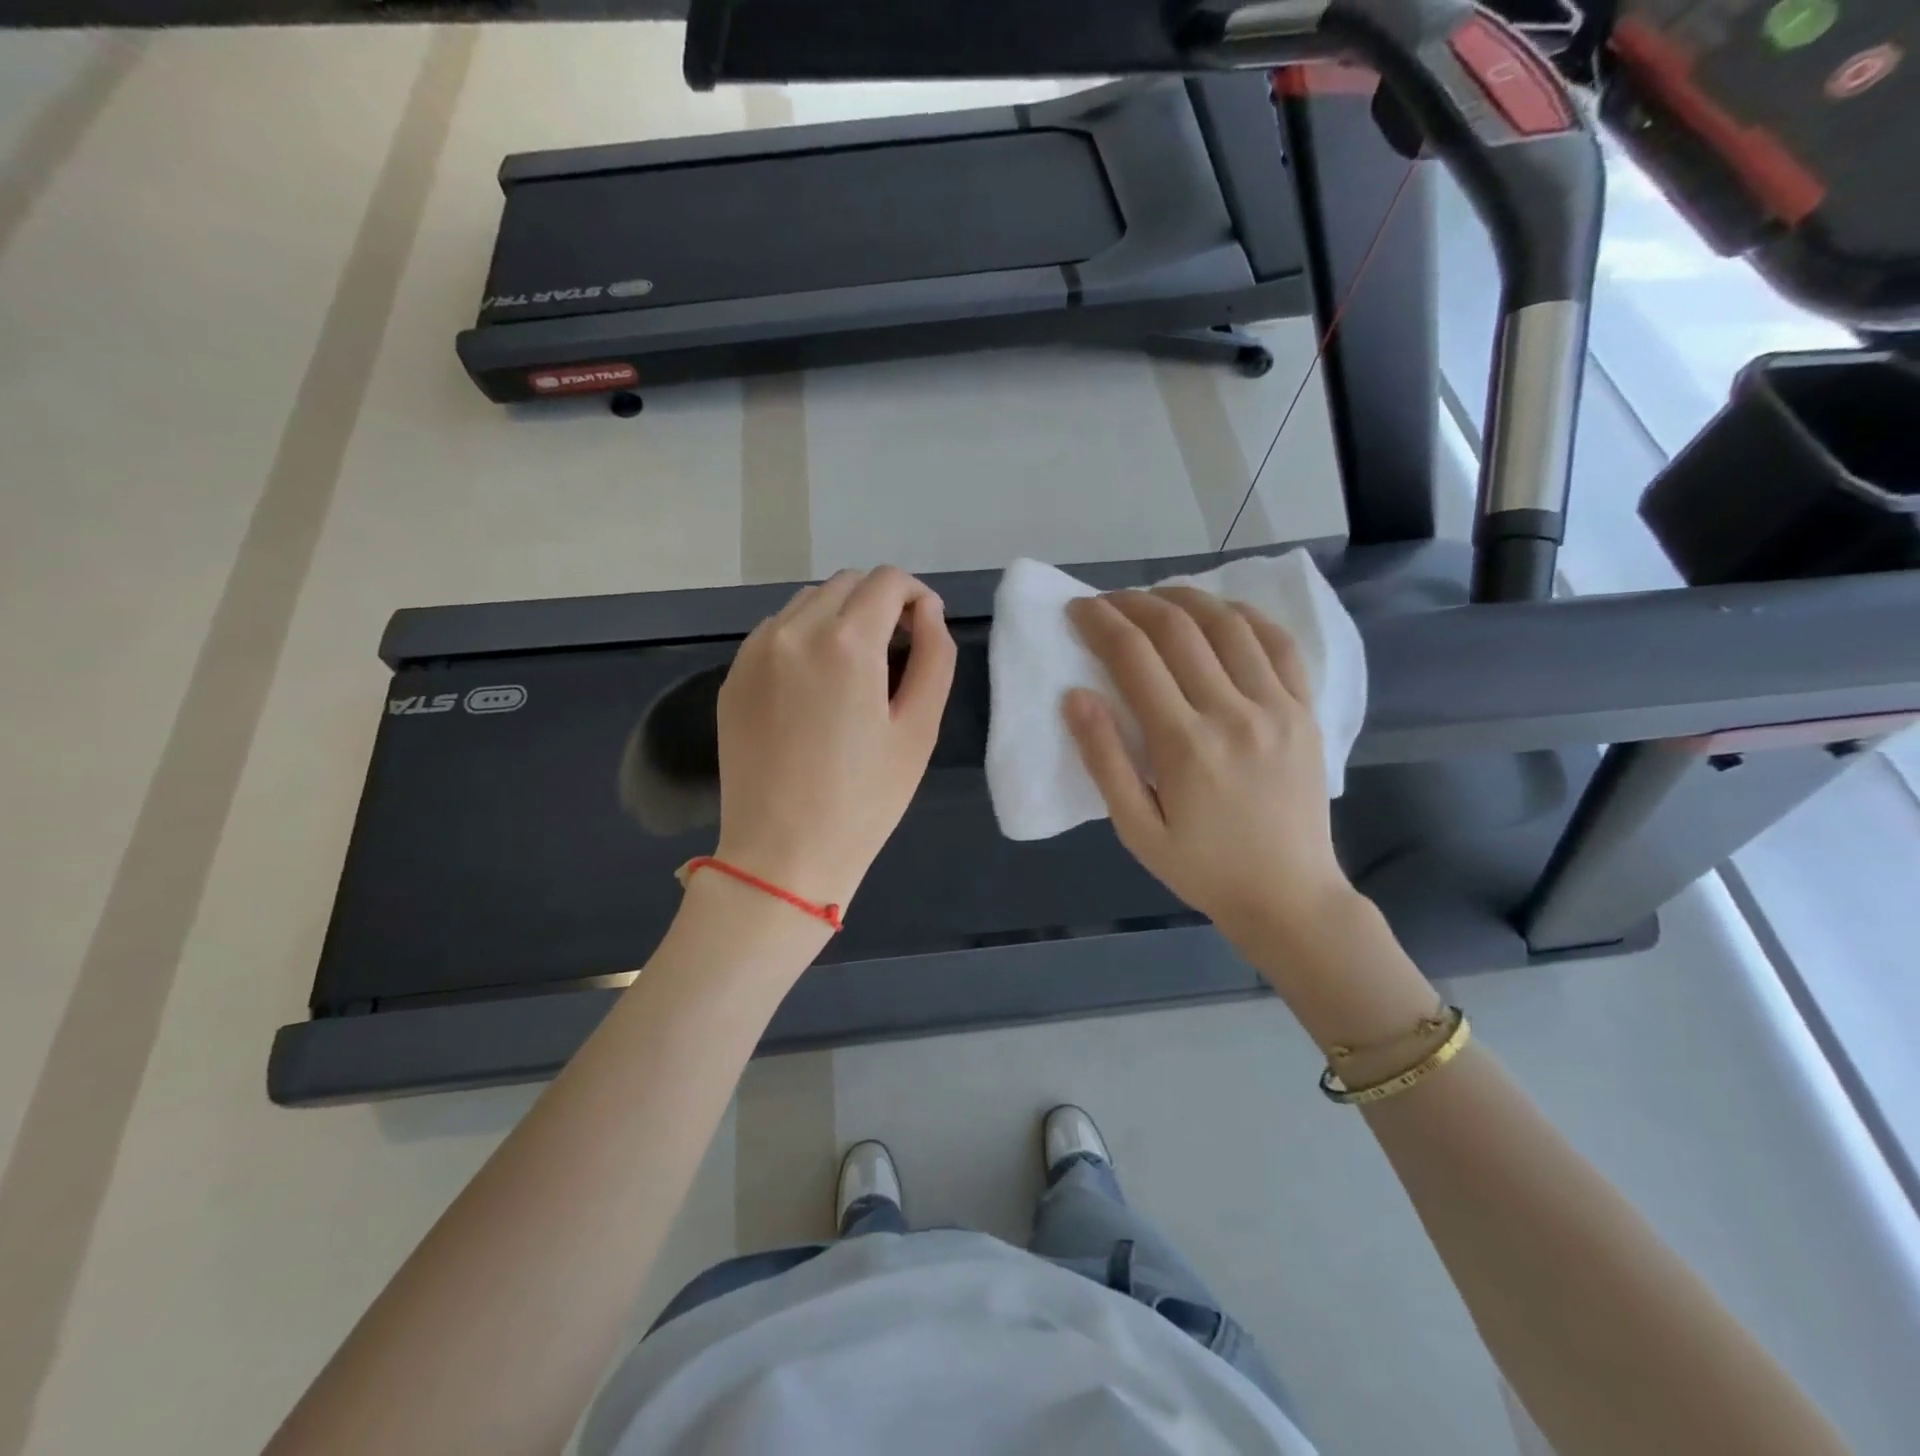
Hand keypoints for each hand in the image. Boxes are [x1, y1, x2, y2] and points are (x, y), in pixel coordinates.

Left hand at [714, 566, 955, 913]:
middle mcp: (793, 631)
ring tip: (855, 668)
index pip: (886, 581)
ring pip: (808, 602)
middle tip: (896, 650)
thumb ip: (934, 656)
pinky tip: (816, 684)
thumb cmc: (864, 798)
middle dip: (878, 602)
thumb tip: (927, 610)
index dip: (914, 595)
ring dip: (840, 616)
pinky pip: (776, 632)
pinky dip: (805, 637)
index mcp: (846, 642)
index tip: (923, 627)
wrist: (782, 853)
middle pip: (846, 583)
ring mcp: (755, 652)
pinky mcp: (734, 676)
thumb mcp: (919, 729)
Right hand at [1064, 587, 1354, 952]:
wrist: (1290, 896)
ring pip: (1228, 624)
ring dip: (1186, 599)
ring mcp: (1277, 707)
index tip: (1078, 608)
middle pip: (1178, 629)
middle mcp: (1232, 712)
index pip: (1134, 657)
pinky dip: (1245, 616)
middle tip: (1108, 602)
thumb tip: (1075, 696)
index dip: (1100, 623)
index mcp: (1184, 744)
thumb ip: (1104, 760)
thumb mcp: (1136, 829)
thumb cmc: (1203, 868)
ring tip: (1156, 599)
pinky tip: (1221, 613)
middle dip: (1134, 603)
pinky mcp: (1306, 710)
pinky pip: (1279, 643)